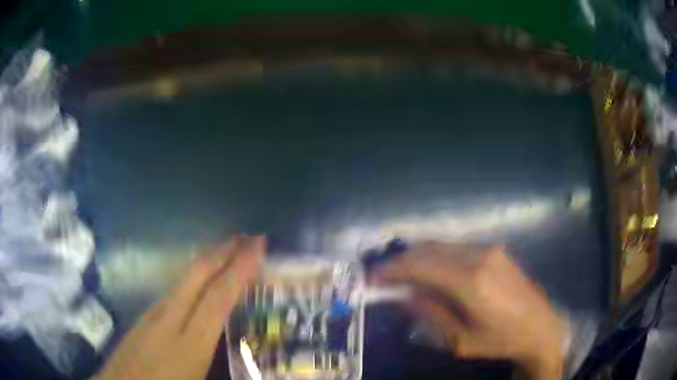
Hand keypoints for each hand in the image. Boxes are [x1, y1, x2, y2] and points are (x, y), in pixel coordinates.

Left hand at [96, 236, 265, 379]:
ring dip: (206, 263)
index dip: (239, 270)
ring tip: (228, 254)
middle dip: (222, 252)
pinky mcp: (139, 323)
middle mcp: (165, 324)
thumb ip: (218, 367)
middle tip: (248, 237)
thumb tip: (250, 364)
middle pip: (194, 277)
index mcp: (186, 347)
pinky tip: (194, 286)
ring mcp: (147, 320)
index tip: (258, 245)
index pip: (216, 299)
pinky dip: (188, 281)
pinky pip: (168, 293)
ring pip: (179, 282)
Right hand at [373, 242, 567, 379]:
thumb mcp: (460, 340)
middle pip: (428, 250)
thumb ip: (431, 314)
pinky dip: (437, 258)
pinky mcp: (495, 250)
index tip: (371, 278)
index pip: (420, 266)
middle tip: (382, 277)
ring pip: (442, 246)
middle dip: (401, 261)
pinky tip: (431, 273)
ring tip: (402, 276)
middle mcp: (479, 256)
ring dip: (418, 258)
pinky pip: (457, 248)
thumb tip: (404, 296)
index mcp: (470, 282)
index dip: (391, 270)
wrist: (540, 326)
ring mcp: (489, 249)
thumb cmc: (501, 340)